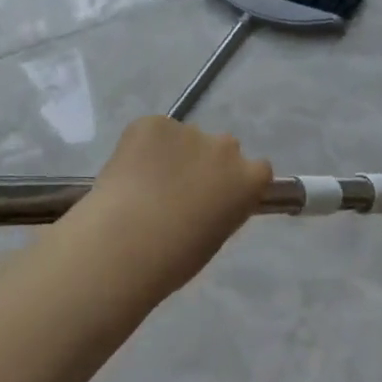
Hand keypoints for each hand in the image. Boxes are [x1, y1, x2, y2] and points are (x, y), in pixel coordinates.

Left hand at [74, 116, 273, 298]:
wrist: (125, 244)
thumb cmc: (174, 258)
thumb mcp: (214, 237)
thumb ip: (220, 208)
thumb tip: (205, 200)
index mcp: (248, 179)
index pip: (257, 169)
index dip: (235, 180)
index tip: (217, 195)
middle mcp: (225, 147)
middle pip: (221, 148)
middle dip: (205, 162)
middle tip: (177, 189)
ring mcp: (188, 130)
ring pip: (184, 138)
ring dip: (172, 153)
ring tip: (144, 184)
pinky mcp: (152, 123)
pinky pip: (152, 131)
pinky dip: (142, 147)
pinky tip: (127, 173)